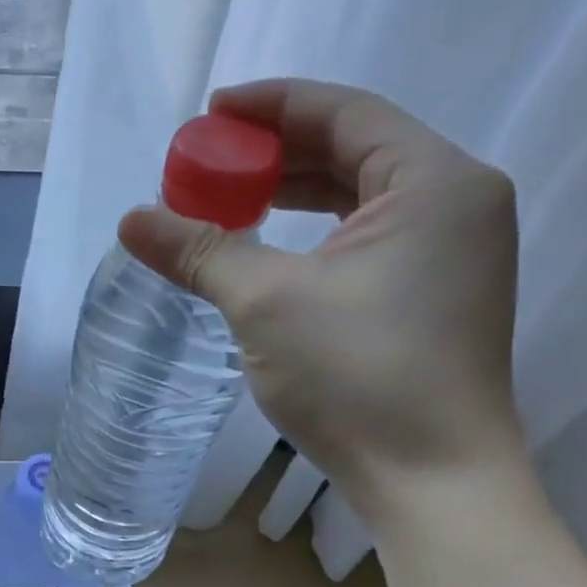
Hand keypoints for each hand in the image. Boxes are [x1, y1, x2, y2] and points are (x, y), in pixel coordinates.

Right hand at [118, 79, 522, 517]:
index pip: (344, 112)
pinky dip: (318, 230)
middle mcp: (457, 201)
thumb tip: (130, 220)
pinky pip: (370, 234)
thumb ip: (198, 250)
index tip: (210, 114)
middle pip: (355, 148)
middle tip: (210, 164)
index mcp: (433, 181)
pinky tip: (273, 245)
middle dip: (276, 152)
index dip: (270, 106)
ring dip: (295, 191)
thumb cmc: (358, 376)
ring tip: (231, 199)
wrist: (432, 481)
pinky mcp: (437, 292)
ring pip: (363, 194)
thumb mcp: (265, 302)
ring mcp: (454, 251)